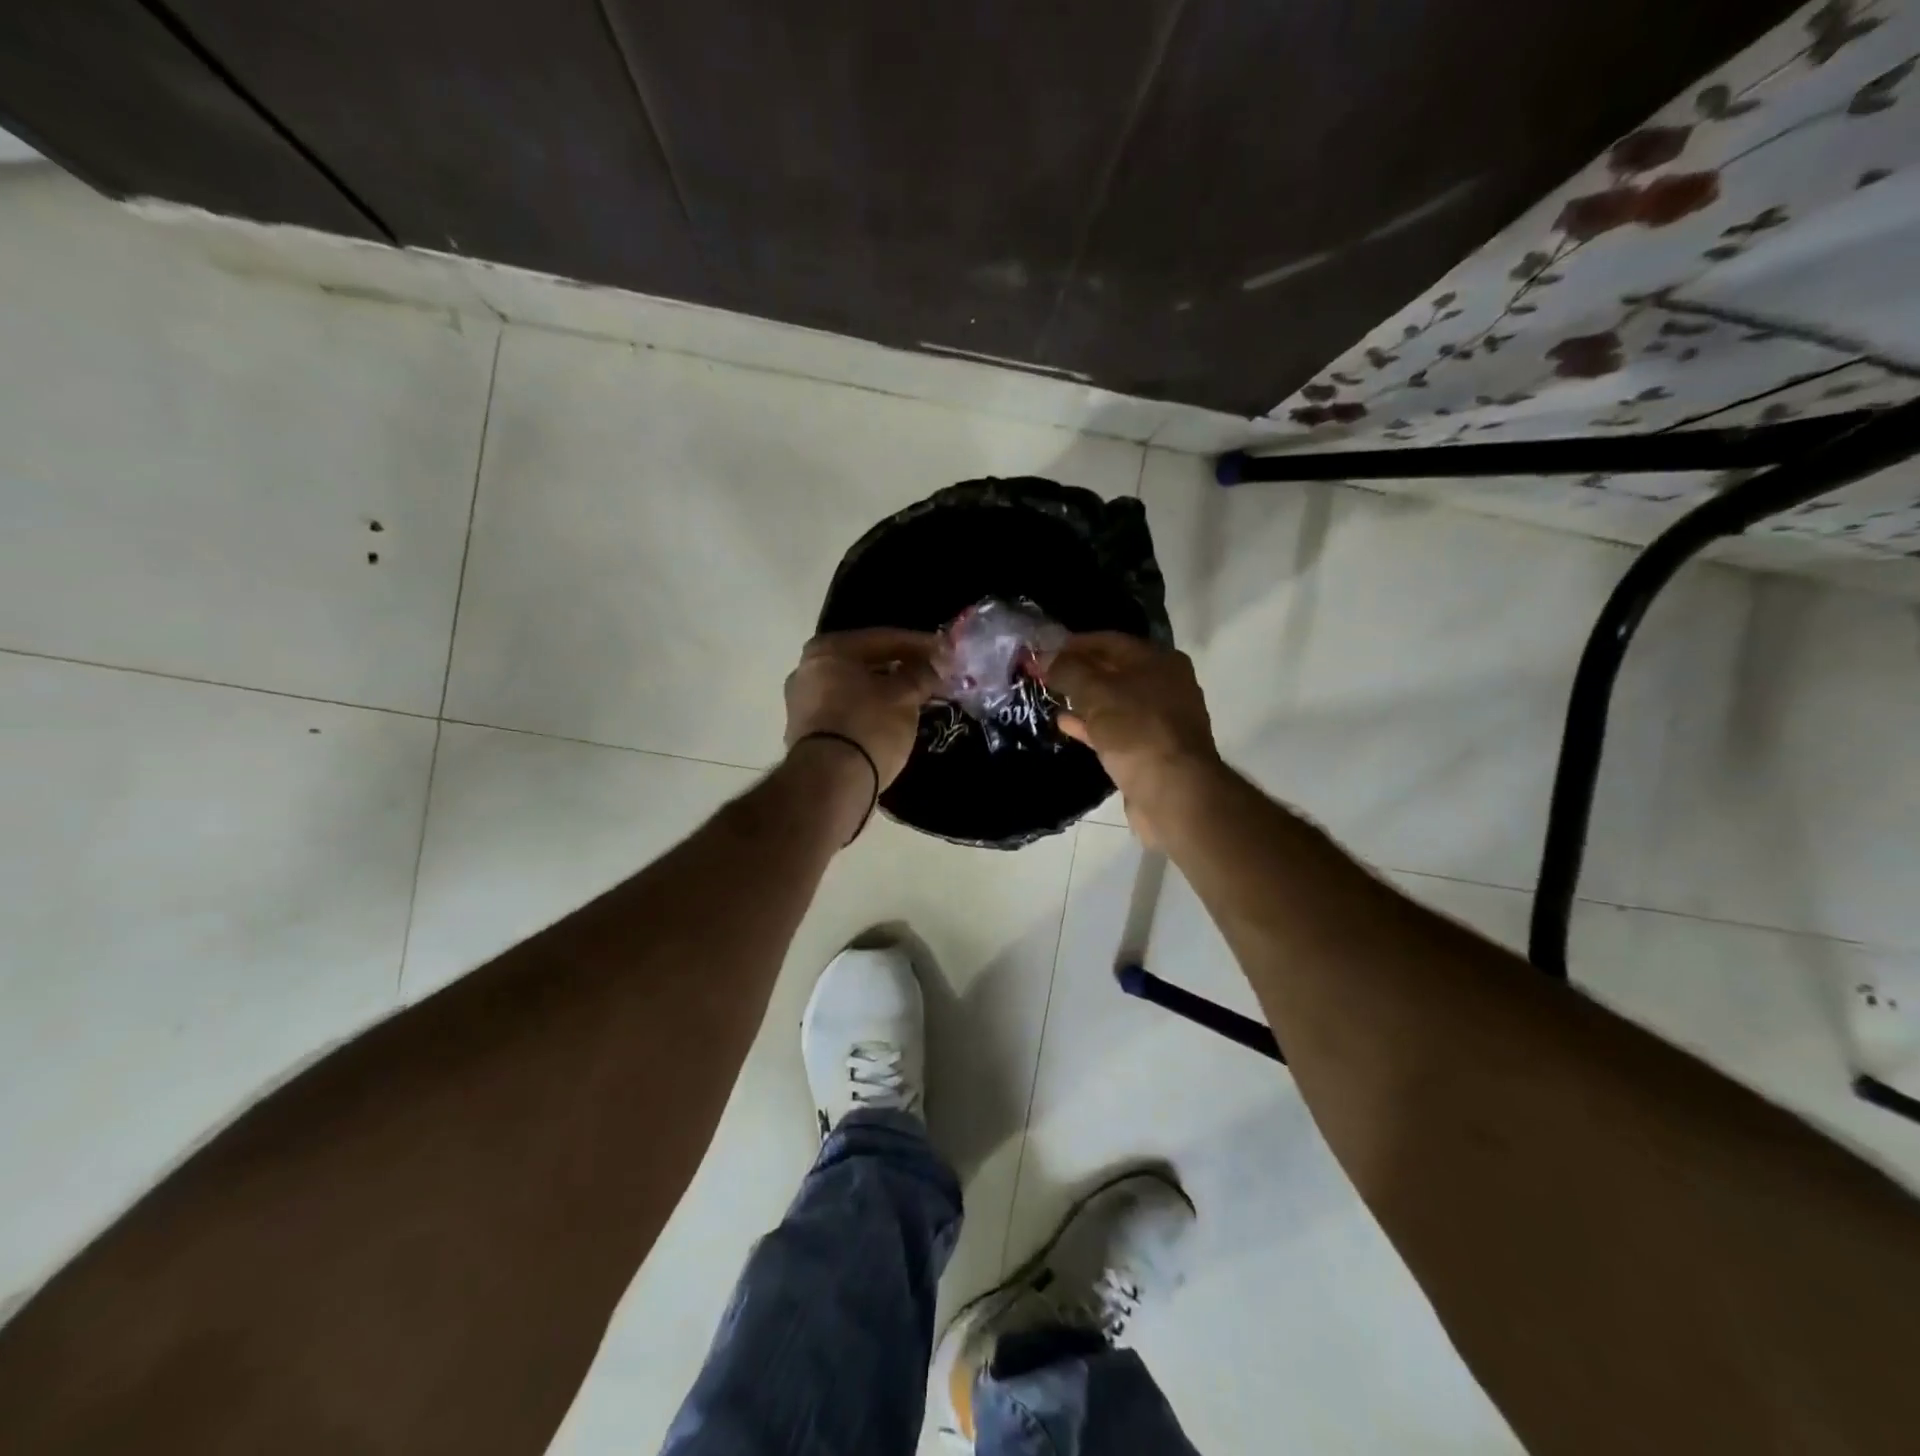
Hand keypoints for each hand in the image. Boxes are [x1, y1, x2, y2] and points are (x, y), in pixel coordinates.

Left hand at [784, 629, 939, 790]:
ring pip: (855, 688)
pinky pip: (846, 711)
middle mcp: (806, 669)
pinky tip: (891, 720)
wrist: (830, 783)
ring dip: (885, 692)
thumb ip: (922, 674)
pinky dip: (869, 711)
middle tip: (932, 676)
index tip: (946, 653)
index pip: (884, 638)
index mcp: (828, 649)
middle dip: (901, 668)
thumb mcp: (904, 697)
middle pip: (866, 662)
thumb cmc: (868, 727)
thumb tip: (937, 662)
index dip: (920, 645)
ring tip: (916, 700)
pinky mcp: (804, 733)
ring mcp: (801, 703)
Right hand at [1042, 632, 1222, 846]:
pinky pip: (1115, 729)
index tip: (1044, 649)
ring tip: (1050, 696)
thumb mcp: (1097, 693)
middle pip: (1113, 670)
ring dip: (1082, 699)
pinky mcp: (1150, 749)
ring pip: (1113, 701)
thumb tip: (1046, 657)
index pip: (1110, 641)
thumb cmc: (1137, 730)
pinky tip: (1065, 724)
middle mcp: (1164, 685)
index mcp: (1158, 661)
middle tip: (1043, 673)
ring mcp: (1159, 719)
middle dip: (1078, 671)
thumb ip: (1069, 671)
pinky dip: (1090, 724)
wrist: (1173, 792)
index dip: (1075, 644)